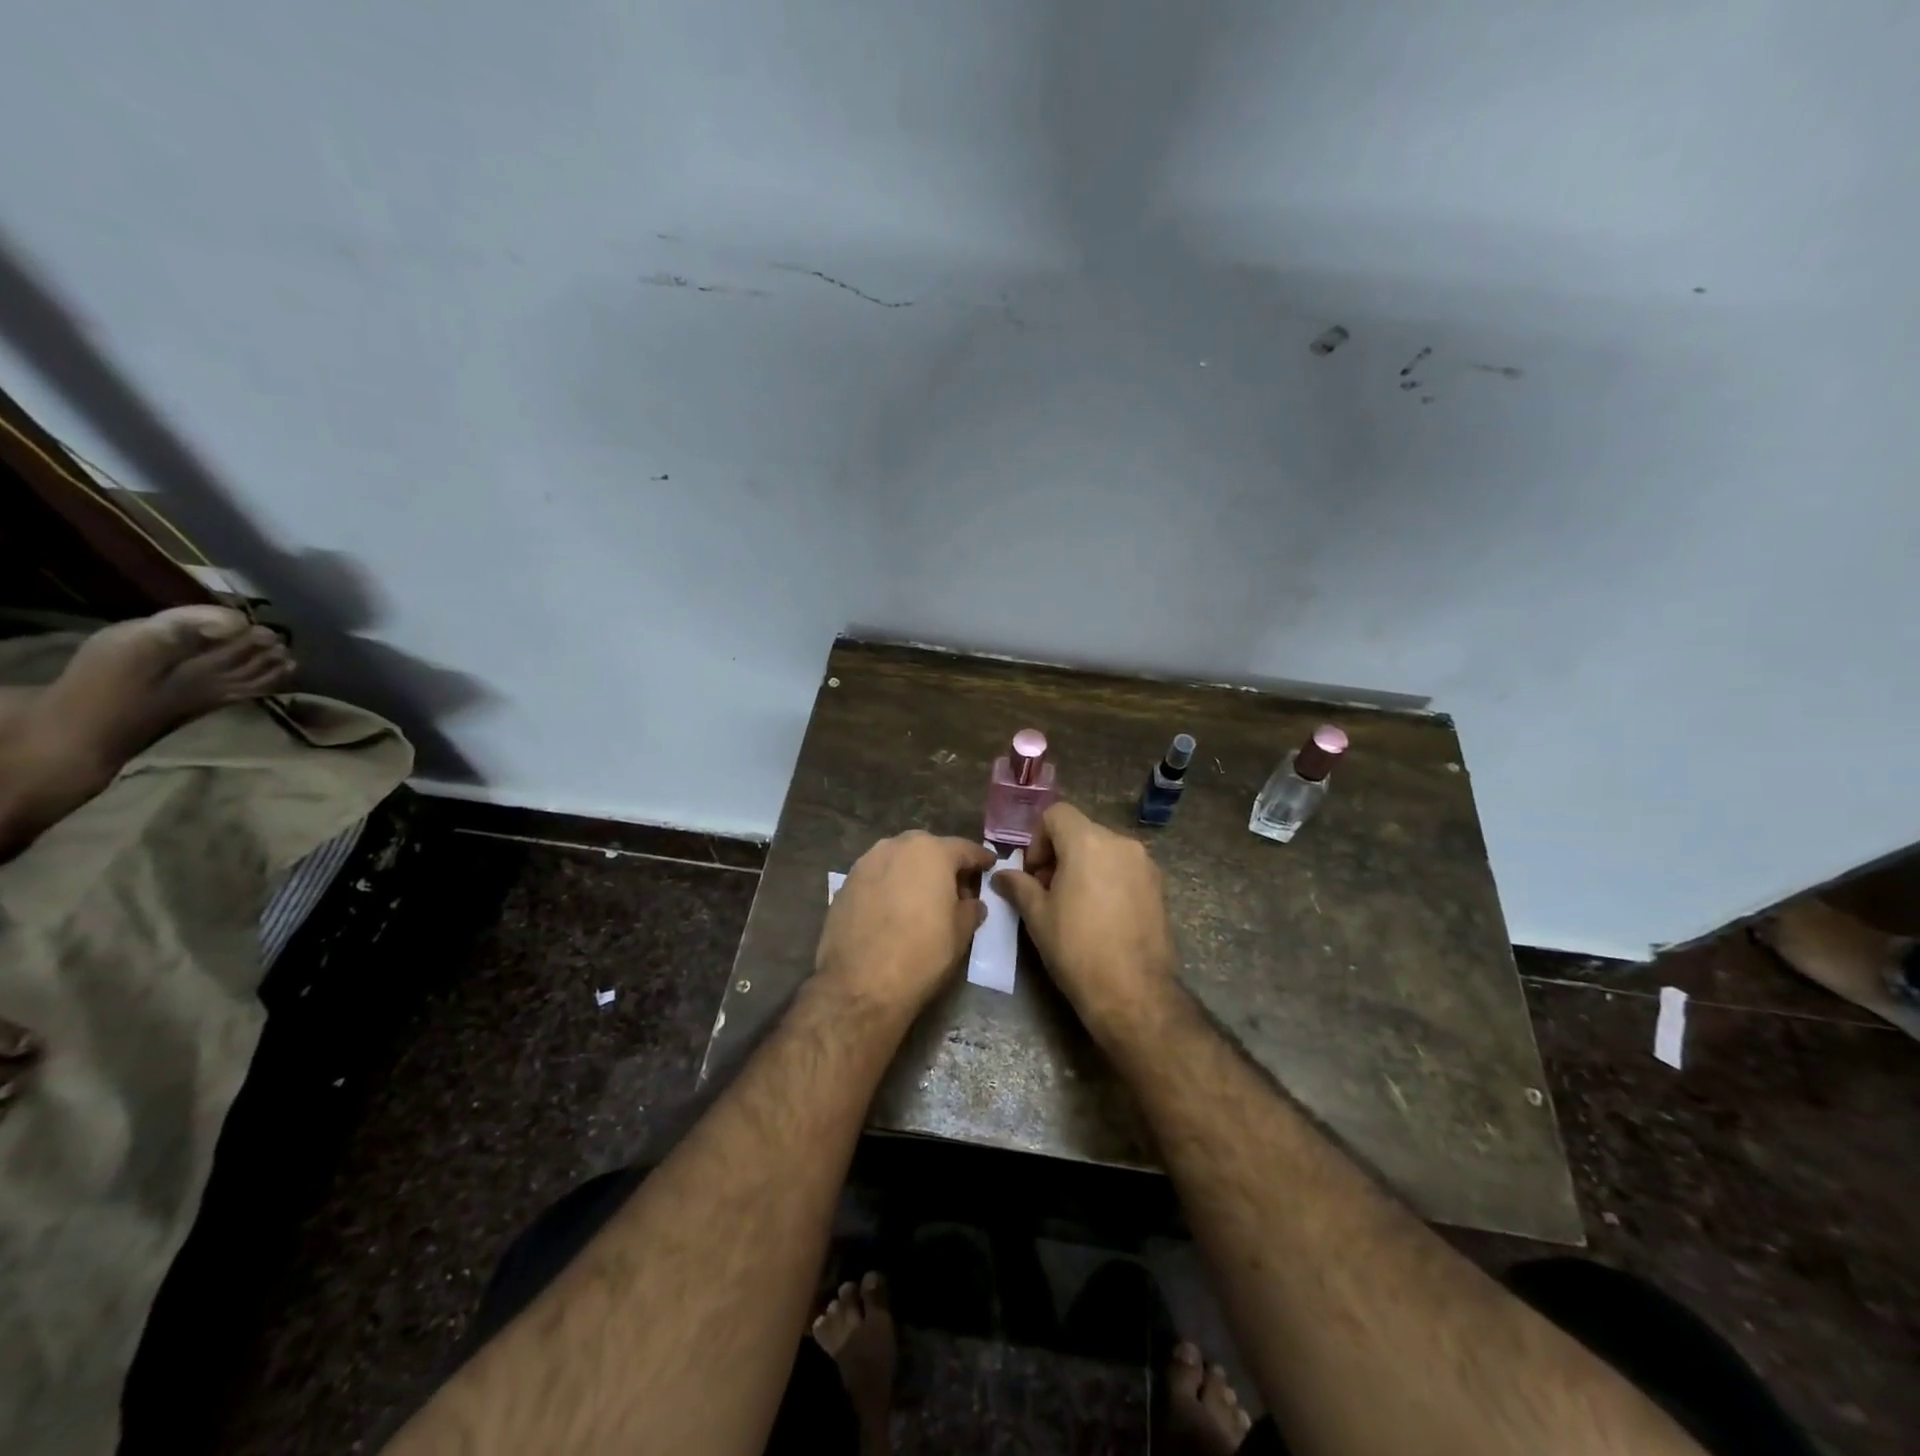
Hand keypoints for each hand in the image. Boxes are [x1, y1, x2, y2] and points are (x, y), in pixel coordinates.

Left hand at [815, 832, 997, 1015]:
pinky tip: (894, 910)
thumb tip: (971, 903)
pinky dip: (889, 887)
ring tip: (922, 900)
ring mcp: (866, 863)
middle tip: (955, 888)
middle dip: (943, 864)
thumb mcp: (961, 933)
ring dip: (913, 874)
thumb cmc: (921, 954)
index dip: (980, 859)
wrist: (860, 984)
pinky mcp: (845, 884)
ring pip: (899, 861)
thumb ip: (971, 908)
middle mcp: (896, 846)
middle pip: (928, 849)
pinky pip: (877, 878)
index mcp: (931, 851)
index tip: (990, 865)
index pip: (964, 848)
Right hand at [992, 802, 1178, 1038]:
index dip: (1038, 839)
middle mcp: (1121, 843)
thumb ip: (1019, 886)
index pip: (1056, 814)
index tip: (1035, 873)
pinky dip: (1107, 879)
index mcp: (1088, 842)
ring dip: (1084, 866)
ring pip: (1104, 850)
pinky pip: (1124, 869)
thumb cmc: (1077, 949)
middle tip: (1048, 891)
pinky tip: (1101, 916)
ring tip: (1075, 905)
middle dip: (1060, 854)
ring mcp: (1145, 864)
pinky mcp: (1159, 887)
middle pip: (1081, 831)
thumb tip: (1002, 875)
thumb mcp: (1038, 916)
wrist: (1134, 992)